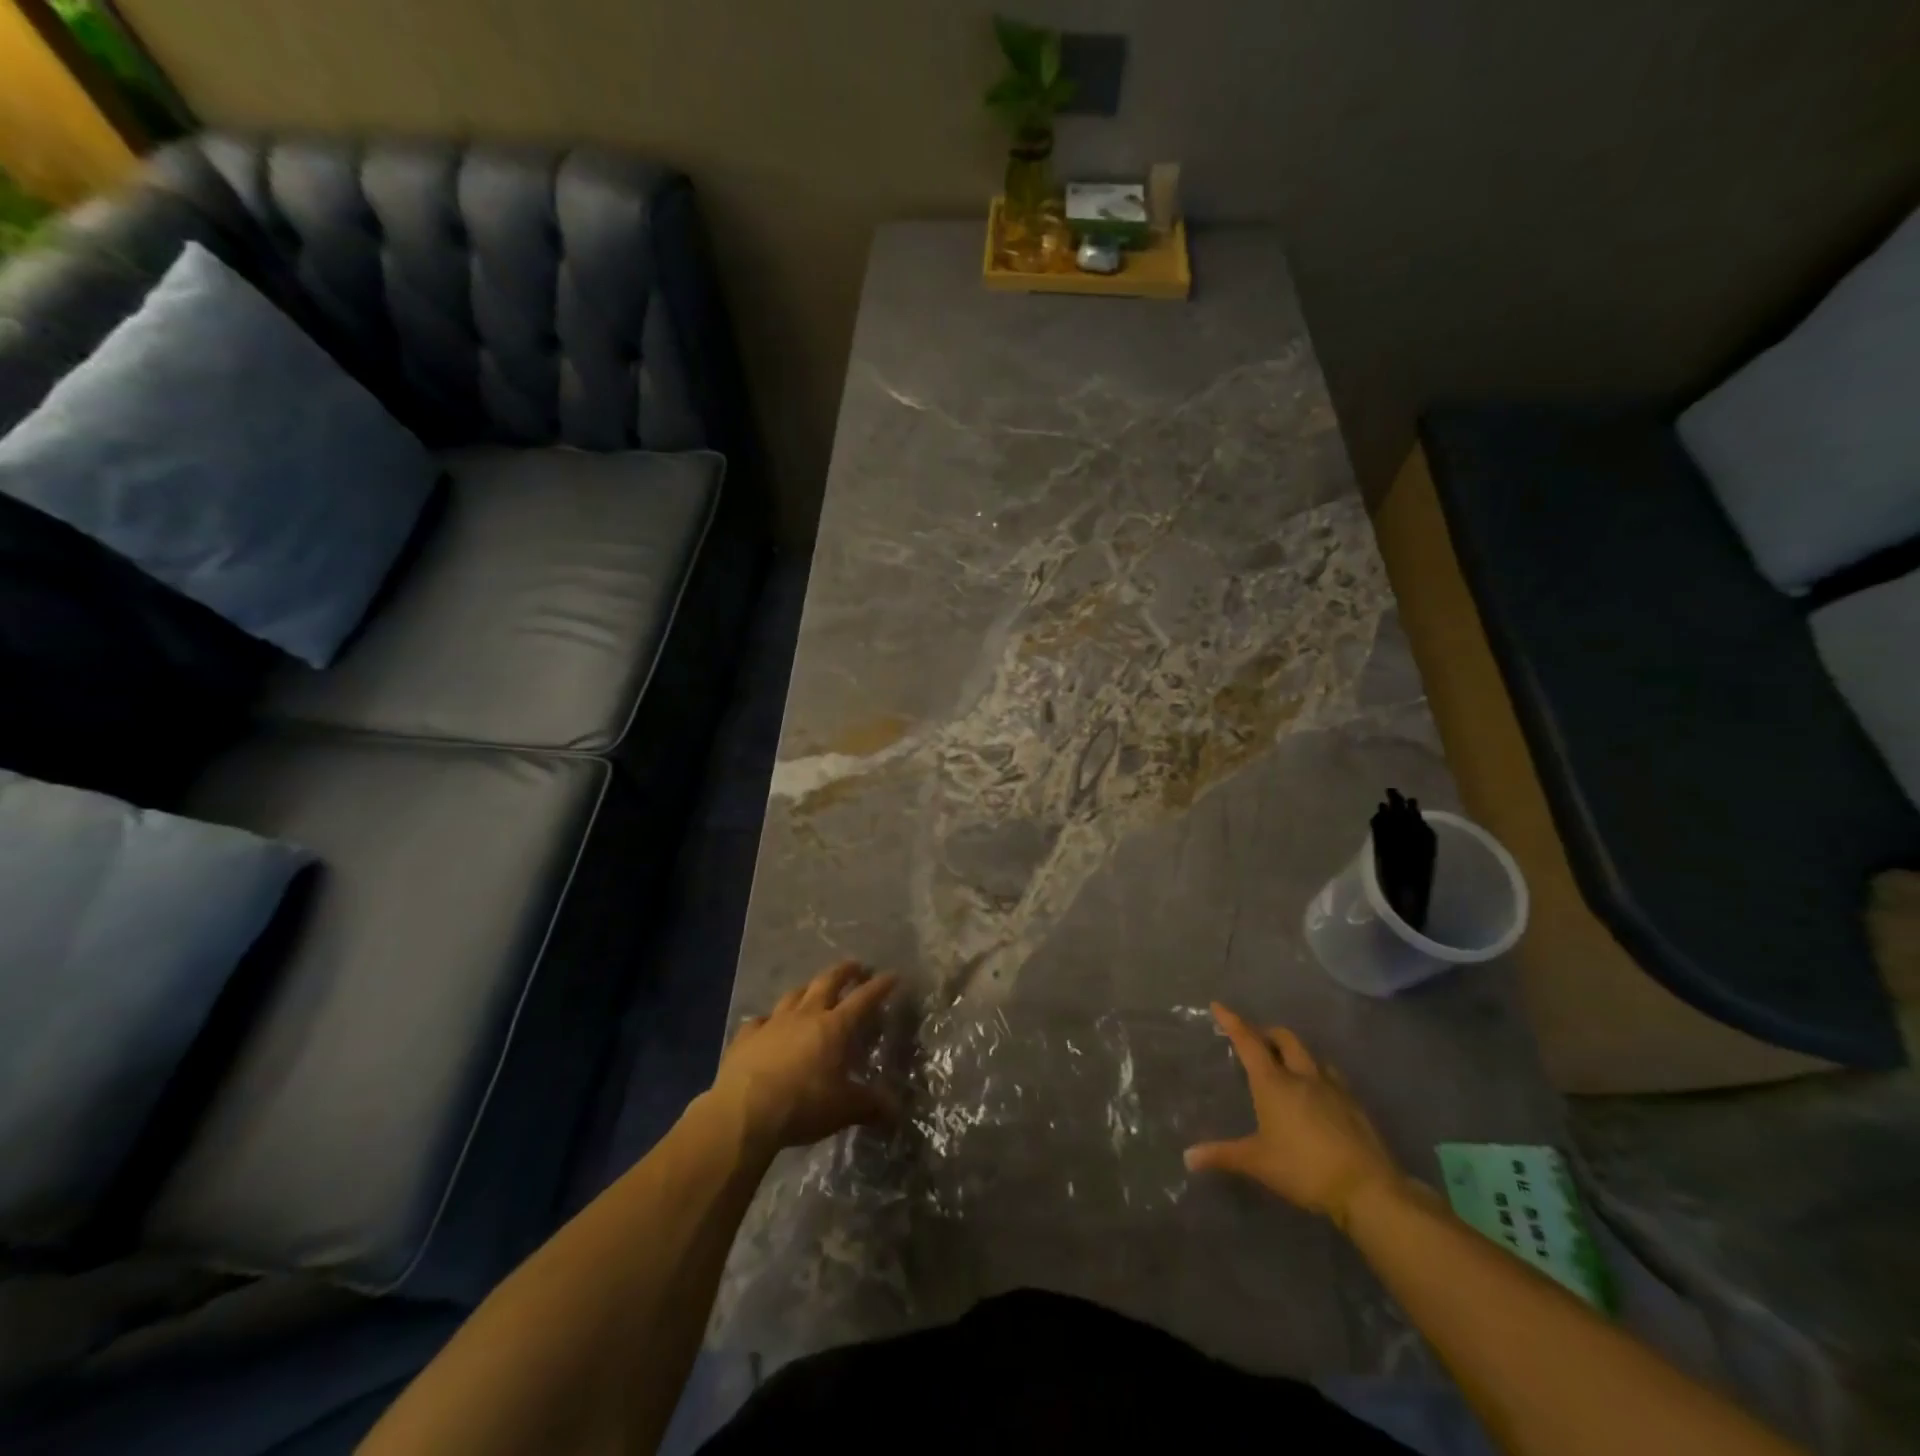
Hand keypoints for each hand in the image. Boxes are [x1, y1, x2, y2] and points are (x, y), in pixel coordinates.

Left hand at [708, 960, 898, 1159]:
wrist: (743, 1112)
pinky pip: (760, 1020)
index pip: (863, 999)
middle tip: (856, 966)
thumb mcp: (844, 1109)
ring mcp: (773, 1022)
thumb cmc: (802, 1105)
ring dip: (808, 988)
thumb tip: (896, 1110)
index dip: (880, 986)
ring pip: (794, 994)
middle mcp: (805, 1015)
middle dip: (844, 971)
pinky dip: (768, 1020)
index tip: (892, 975)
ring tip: (814, 988)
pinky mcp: (746, 1037)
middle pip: (827, 982)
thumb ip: (870, 1105)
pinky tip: (767, 1024)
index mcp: (834, 1027)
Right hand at [1184, 1002, 1401, 1225]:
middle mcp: (1302, 1076)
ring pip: (1312, 1056)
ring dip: (1296, 1054)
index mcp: (1274, 1083)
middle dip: (1268, 1033)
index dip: (1232, 1022)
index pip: (1249, 1042)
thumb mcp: (1258, 1162)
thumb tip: (1188, 1157)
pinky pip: (1332, 1078)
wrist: (1368, 1189)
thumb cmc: (1304, 1169)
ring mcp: (1333, 1088)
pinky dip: (1318, 1076)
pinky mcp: (1355, 1105)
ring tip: (1288, 1067)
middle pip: (1284, 1038)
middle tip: (1256, 1041)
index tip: (1218, 1006)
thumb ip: (1223, 1155)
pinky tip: (1318, 1096)